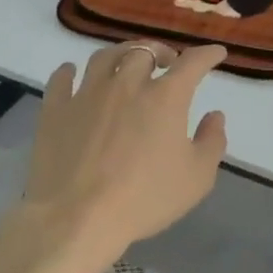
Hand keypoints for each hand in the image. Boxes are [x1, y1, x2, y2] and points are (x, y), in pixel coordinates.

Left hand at [16, 41, 228, 264]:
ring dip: (121, 54)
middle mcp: (128, 84)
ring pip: (105, 57)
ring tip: (126, 62)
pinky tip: (72, 73)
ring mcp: (88, 94)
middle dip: (161, 51)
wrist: (76, 221)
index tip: (216, 53)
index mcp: (165, 96)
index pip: (193, 62)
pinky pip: (61, 79)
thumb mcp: (197, 178)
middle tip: (167, 62)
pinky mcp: (56, 111)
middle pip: (145, 51)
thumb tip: (215, 116)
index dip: (208, 54)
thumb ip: (212, 142)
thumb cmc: (143, 199)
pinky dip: (68, 72)